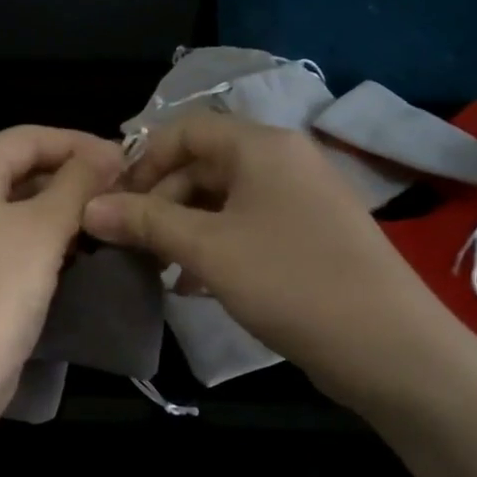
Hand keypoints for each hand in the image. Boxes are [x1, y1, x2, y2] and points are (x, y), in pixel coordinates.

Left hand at [0, 126, 125, 427]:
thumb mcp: (41, 231)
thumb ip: (76, 184)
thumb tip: (109, 152)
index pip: (28, 137)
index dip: (80, 143)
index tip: (129, 161)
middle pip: (20, 169)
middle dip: (73, 178)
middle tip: (125, 194)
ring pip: (16, 209)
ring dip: (61, 212)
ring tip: (110, 222)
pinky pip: (8, 242)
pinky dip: (43, 242)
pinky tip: (78, 254)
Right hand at [82, 112, 466, 413]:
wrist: (387, 346)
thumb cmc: (289, 281)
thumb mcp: (206, 248)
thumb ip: (145, 222)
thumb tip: (89, 206)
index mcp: (262, 147)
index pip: (187, 130)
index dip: (143, 160)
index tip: (113, 202)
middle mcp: (283, 162)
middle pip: (202, 166)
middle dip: (159, 202)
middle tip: (131, 244)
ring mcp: (299, 201)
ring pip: (222, 202)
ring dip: (182, 230)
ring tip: (157, 270)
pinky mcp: (307, 238)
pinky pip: (245, 229)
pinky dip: (213, 248)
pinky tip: (193, 287)